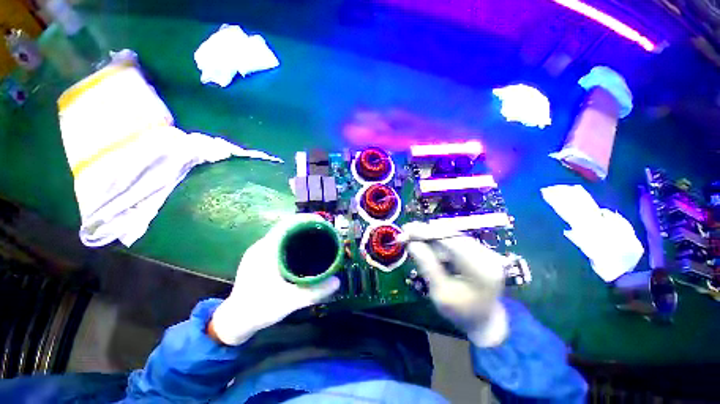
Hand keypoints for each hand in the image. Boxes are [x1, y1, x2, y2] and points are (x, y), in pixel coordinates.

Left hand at [210, 214, 339, 345]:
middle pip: (286, 226)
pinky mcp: (258, 258)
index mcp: (266, 250)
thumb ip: (314, 292)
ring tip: (316, 237)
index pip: (287, 224)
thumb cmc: (260, 308)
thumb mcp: (290, 301)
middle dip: (306, 225)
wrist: (235, 321)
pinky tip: (301, 250)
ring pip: (282, 233)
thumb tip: (338, 281)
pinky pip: (278, 241)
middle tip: (324, 232)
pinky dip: (292, 240)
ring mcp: (258, 251)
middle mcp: (261, 246)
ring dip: (299, 232)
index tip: (322, 223)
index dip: (305, 219)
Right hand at [402, 222, 508, 346]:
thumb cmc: (460, 312)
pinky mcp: (480, 251)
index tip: (407, 230)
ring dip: (431, 235)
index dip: (427, 233)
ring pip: (452, 236)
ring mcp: (485, 252)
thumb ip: (427, 265)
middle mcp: (487, 256)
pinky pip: (455, 240)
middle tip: (406, 231)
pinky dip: (438, 240)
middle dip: (427, 232)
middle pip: (451, 236)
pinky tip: (426, 241)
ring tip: (412, 235)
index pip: (450, 242)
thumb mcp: (440, 292)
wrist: (484, 321)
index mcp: (480, 270)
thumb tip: (411, 243)